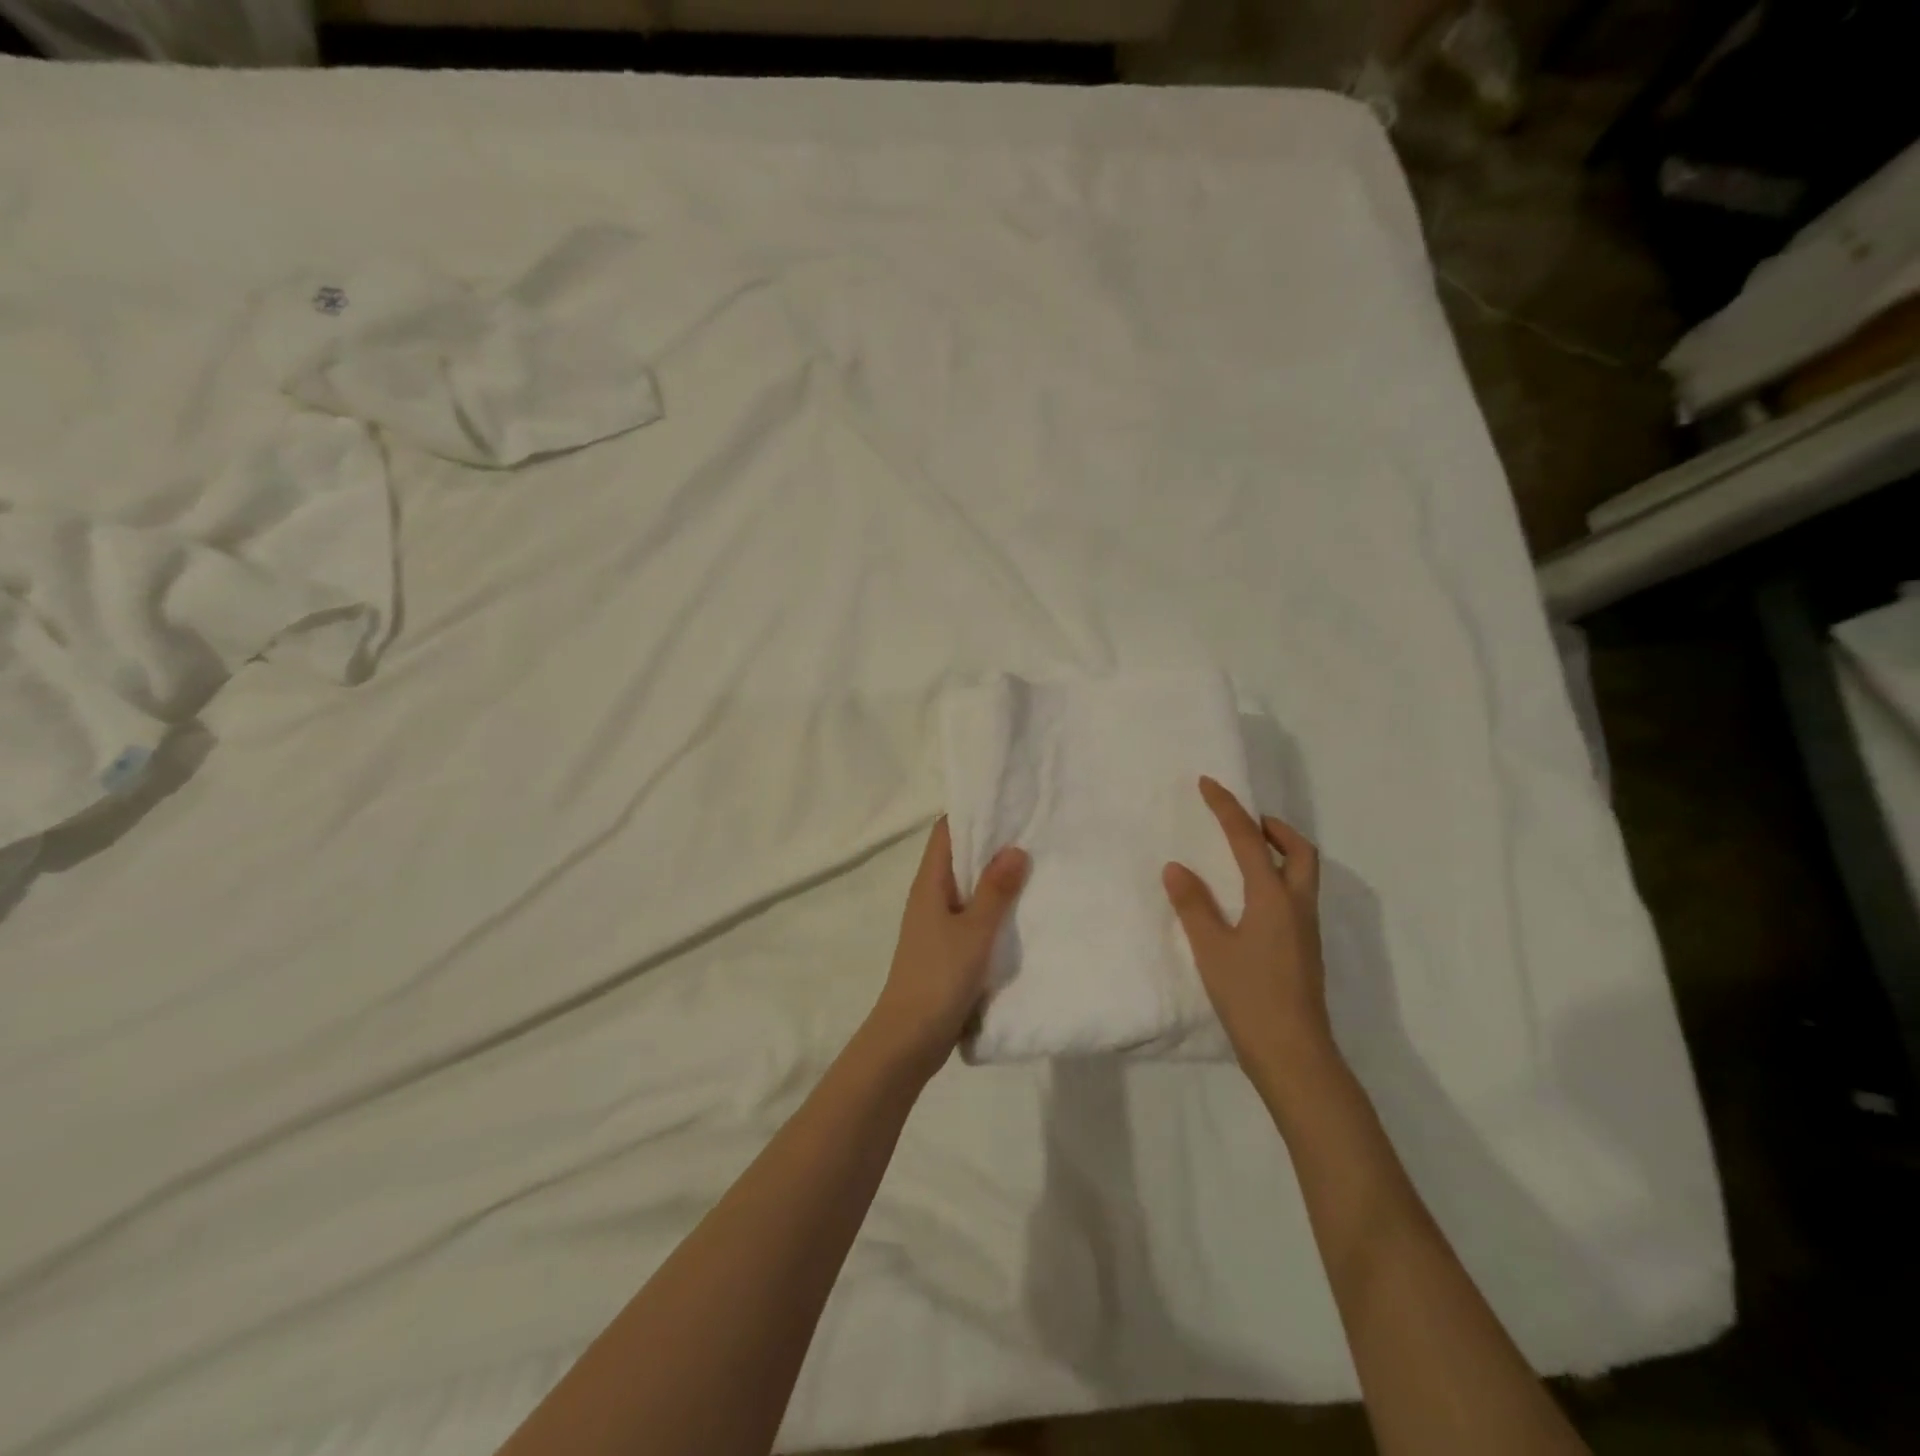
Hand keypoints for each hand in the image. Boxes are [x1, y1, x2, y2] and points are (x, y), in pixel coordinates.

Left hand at [866, 817, 1028, 1074]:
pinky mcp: (947, 948)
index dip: (973, 813)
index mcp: (929, 884)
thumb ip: (996, 891)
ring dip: (996, 878)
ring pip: (969, 888)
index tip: (1008, 802)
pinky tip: (1023, 911)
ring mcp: (938, 923)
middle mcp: (931, 896)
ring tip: (1037, 863)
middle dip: (992, 844)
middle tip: (1035, 829)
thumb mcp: (974, 931)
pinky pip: (973, 916)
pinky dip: (995, 908)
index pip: (947, 832)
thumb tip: (1015, 847)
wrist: (910, 1038)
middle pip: (960, 857)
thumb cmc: (938, 977)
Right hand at [1163, 777, 1335, 1095]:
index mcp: (1274, 898)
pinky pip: (1296, 896)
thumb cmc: (1250, 996)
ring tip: (1244, 854)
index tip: (1209, 783)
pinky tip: (1250, 898)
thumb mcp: (1212, 949)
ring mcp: (1306, 929)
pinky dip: (1277, 879)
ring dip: (1279, 853)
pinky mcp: (1304, 949)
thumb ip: (1193, 905)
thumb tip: (1176, 867)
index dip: (1227, 808)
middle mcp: (1297, 906)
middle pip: (1300, 852)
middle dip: (1275, 828)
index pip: (1249, 840)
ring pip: (1303, 874)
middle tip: (1245, 823)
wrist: (1294, 1054)